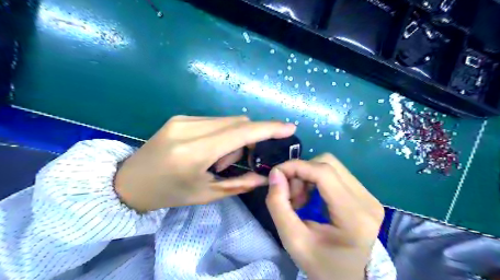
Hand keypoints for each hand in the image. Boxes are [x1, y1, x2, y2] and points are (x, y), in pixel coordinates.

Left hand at [116, 116, 296, 212]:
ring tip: (218, 159)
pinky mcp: (180, 117)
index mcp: (194, 152)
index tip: (289, 127)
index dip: (268, 129)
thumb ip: (240, 183)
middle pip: (237, 123)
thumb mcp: (206, 194)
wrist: (129, 182)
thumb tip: (265, 176)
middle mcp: (189, 128)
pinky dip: (222, 133)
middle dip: (248, 140)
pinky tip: (209, 149)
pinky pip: (215, 121)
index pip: (241, 133)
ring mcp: (183, 119)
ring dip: (234, 138)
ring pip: (228, 121)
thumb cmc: (169, 194)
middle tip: (239, 161)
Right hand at [266, 153, 383, 279]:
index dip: (296, 166)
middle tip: (290, 195)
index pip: (324, 173)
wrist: (347, 279)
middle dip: (302, 172)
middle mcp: (367, 201)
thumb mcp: (292, 240)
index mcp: (354, 216)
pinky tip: (311, 197)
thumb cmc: (320, 265)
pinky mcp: (366, 196)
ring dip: (308, 175)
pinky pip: (336, 174)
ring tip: (300, 199)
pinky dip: (317, 179)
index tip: (276, 175)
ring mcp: (370, 197)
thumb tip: (275, 173)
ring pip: (332, 166)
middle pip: (328, 163)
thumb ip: (278, 205)